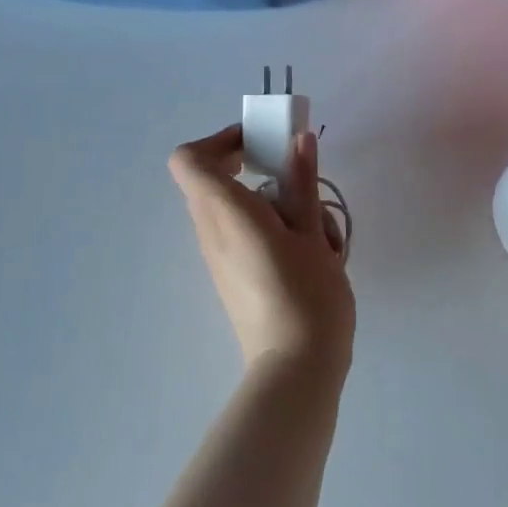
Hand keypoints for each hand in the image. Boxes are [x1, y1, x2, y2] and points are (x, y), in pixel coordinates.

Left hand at [170, 125, 355, 376]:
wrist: (296, 366)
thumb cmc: (307, 294)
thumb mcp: (313, 233)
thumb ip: (302, 183)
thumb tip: (299, 140)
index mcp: (226, 212)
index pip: (189, 159)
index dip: (220, 141)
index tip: (262, 145)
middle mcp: (212, 231)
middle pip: (213, 182)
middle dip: (257, 169)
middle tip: (298, 178)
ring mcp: (219, 257)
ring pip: (234, 210)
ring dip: (274, 203)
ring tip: (318, 227)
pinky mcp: (232, 277)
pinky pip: (242, 236)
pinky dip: (273, 230)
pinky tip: (312, 252)